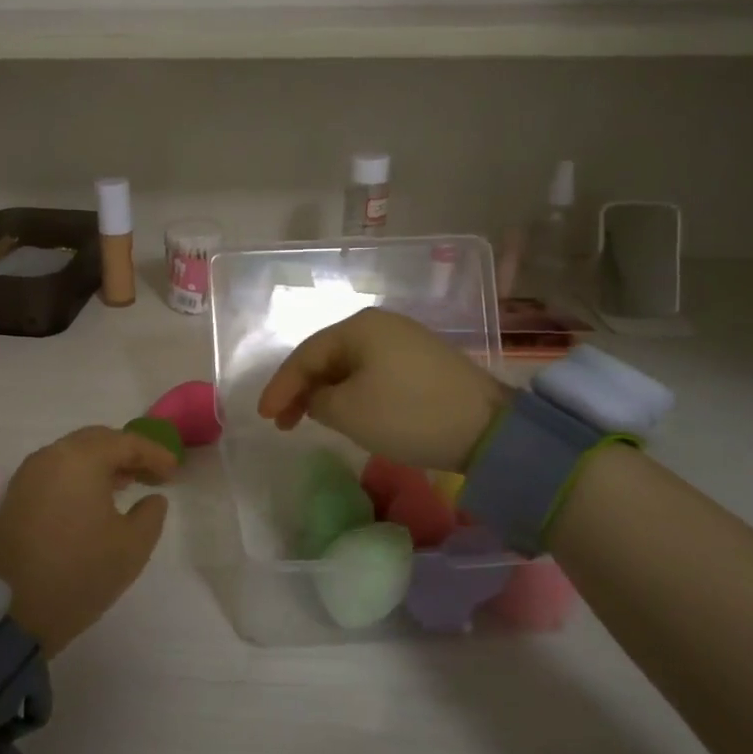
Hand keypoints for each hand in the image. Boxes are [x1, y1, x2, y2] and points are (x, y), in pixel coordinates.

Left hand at [0, 426, 176, 654]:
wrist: (12, 610)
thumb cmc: (80, 572)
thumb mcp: (132, 546)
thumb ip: (151, 514)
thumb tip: (152, 498)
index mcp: (81, 459)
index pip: (126, 442)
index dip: (154, 453)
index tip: (174, 472)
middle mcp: (51, 456)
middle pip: (96, 440)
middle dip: (127, 453)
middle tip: (152, 474)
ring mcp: (28, 474)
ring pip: (73, 454)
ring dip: (102, 463)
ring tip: (127, 484)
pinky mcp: (15, 495)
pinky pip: (56, 471)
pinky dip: (79, 475)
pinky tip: (95, 498)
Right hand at [257, 308, 505, 470]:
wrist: (488, 428)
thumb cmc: (407, 414)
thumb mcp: (348, 411)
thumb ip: (316, 400)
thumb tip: (319, 397)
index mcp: (358, 327)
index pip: (305, 356)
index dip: (280, 387)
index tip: (264, 417)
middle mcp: (381, 325)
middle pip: (326, 356)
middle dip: (301, 389)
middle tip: (283, 421)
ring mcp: (405, 341)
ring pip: (350, 366)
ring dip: (326, 393)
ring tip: (310, 419)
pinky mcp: (423, 362)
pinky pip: (373, 373)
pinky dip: (353, 392)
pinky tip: (348, 411)